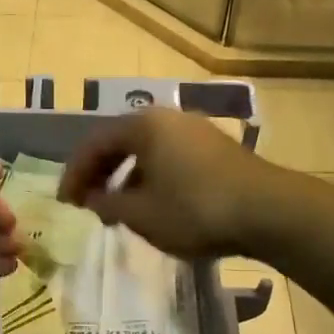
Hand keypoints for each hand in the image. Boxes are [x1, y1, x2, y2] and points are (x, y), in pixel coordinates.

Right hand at [59, 107, 277, 258]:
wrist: (269, 212)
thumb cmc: (195, 209)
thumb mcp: (140, 214)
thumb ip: (107, 203)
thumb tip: (92, 197)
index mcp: (143, 126)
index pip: (94, 144)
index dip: (75, 174)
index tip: (65, 202)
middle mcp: (168, 118)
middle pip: (121, 142)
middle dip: (100, 174)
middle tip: (87, 203)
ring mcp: (195, 131)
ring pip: (147, 151)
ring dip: (126, 178)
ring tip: (119, 209)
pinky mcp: (216, 149)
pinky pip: (170, 158)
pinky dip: (152, 178)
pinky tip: (155, 205)